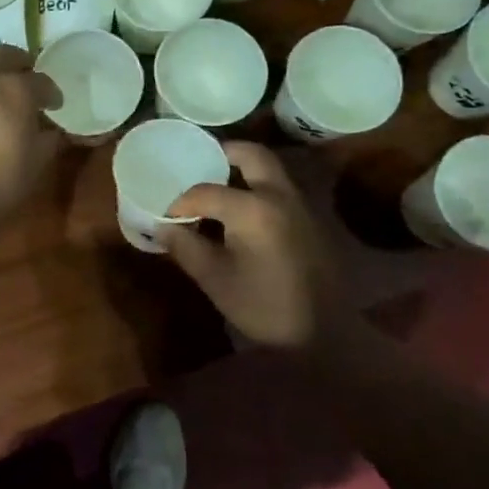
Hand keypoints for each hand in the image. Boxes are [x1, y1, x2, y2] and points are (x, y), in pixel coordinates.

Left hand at [0, 48, 60, 223]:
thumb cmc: (1, 180)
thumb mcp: (38, 161)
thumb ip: (50, 138)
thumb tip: (52, 130)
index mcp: (15, 89)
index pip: (42, 80)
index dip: (53, 93)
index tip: (57, 106)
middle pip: (6, 56)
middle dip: (22, 65)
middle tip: (31, 84)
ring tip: (9, 109)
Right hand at [163, 143, 324, 347]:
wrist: (325, 334)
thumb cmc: (264, 306)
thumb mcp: (215, 279)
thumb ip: (186, 247)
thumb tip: (163, 227)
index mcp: (252, 207)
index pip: (205, 191)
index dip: (180, 202)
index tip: (167, 216)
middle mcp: (279, 195)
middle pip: (251, 154)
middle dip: (223, 154)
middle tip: (200, 165)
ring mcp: (300, 205)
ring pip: (270, 169)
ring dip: (243, 169)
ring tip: (217, 188)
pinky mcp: (310, 220)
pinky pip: (280, 188)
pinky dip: (258, 186)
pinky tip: (241, 212)